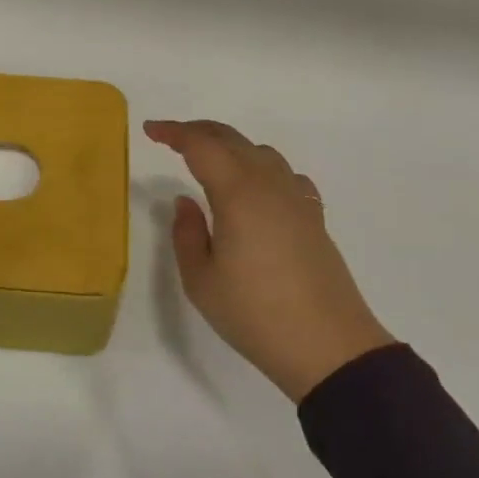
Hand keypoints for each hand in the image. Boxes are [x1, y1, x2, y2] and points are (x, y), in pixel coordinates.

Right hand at [146, 119, 393, 402]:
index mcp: (237, 193)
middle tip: (171, 138)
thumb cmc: (255, 314)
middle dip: (198, 131)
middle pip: (232, 140)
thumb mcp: (201, 280)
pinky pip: (285, 175)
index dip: (173, 132)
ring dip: (231, 147)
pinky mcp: (314, 218)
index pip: (201, 145)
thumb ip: (187, 234)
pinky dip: (262, 168)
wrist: (328, 347)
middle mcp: (269, 185)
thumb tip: (186, 201)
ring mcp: (297, 199)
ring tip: (210, 163)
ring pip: (261, 153)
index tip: (150, 130)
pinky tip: (258, 189)